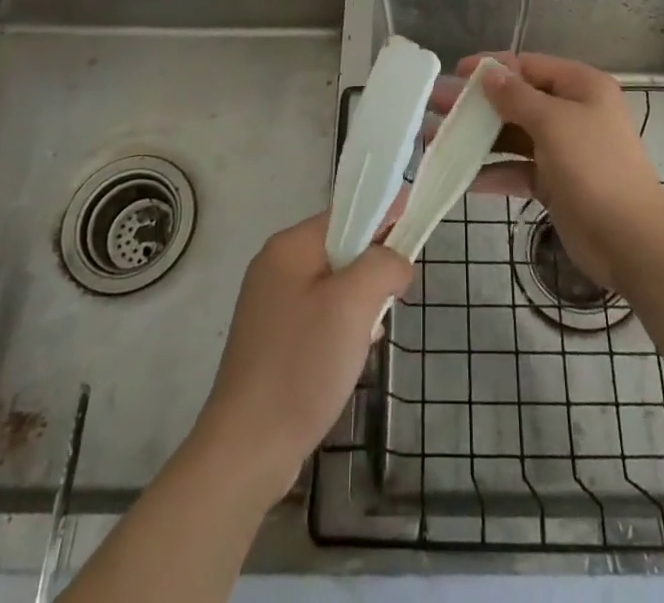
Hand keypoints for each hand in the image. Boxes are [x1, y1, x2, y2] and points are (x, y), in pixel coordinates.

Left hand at [192, 211, 411, 503]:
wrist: (247, 449)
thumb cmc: (301, 365)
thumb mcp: (353, 305)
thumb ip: (383, 265)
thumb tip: (398, 262)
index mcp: (289, 247)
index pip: (347, 213)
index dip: (384, 217)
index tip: (416, 230)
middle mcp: (275, 266)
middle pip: (341, 248)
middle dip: (371, 270)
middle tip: (390, 301)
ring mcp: (270, 304)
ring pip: (334, 284)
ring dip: (359, 303)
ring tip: (366, 336)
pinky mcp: (272, 339)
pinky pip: (320, 314)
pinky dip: (341, 327)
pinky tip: (347, 358)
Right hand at [430, 53, 663, 293]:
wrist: (630, 240)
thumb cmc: (594, 167)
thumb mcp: (553, 123)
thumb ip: (516, 96)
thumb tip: (489, 73)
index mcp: (581, 87)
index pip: (528, 66)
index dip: (492, 67)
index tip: (455, 72)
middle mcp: (572, 112)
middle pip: (516, 100)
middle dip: (476, 104)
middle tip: (435, 105)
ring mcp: (563, 149)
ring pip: (512, 136)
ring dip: (477, 138)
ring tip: (435, 140)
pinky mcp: (555, 182)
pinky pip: (517, 169)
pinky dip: (492, 172)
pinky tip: (462, 179)